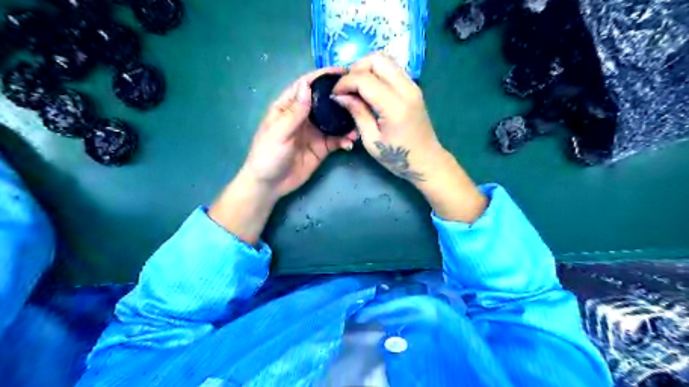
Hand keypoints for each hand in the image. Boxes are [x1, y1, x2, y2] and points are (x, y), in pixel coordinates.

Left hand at [207, 67, 357, 242]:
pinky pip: (337, 140)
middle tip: (360, 95)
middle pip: (325, 101)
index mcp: (288, 107)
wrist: (270, 184)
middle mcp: (304, 116)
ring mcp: (315, 132)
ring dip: (347, 121)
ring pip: (334, 120)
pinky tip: (351, 142)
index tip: (342, 71)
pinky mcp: (322, 147)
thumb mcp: (278, 133)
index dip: (322, 76)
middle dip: (341, 97)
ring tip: (359, 123)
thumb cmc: (267, 155)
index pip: (306, 85)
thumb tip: (307, 86)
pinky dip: (345, 139)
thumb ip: (294, 112)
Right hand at [333, 54, 483, 223]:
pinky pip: (392, 69)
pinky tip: (369, 89)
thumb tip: (340, 96)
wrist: (427, 161)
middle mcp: (406, 89)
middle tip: (346, 87)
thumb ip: (357, 113)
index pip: (365, 79)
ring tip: (355, 88)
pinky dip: (377, 73)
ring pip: (386, 60)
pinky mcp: (414, 88)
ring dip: (366, 68)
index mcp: (394, 106)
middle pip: (377, 59)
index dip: (345, 82)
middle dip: (356, 68)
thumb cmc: (397, 157)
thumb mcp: (372, 140)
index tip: (334, 94)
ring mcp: (413, 86)